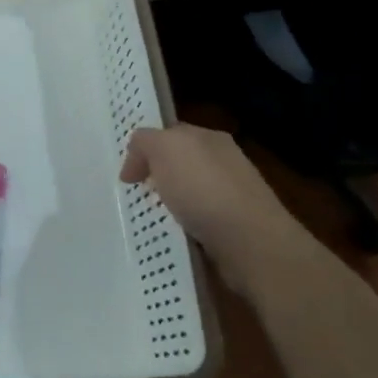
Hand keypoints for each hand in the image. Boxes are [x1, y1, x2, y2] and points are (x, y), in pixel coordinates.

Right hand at [120, 124, 299, 284]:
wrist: (250, 243)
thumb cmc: (204, 188)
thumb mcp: (164, 148)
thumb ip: (145, 142)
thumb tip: (137, 157)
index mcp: (210, 137)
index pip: (171, 134)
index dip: (146, 148)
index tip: (128, 174)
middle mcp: (224, 163)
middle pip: (180, 164)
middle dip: (157, 177)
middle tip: (135, 195)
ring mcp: (232, 197)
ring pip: (189, 195)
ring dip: (170, 206)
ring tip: (151, 220)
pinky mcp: (234, 230)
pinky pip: (199, 223)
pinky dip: (184, 229)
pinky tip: (175, 237)